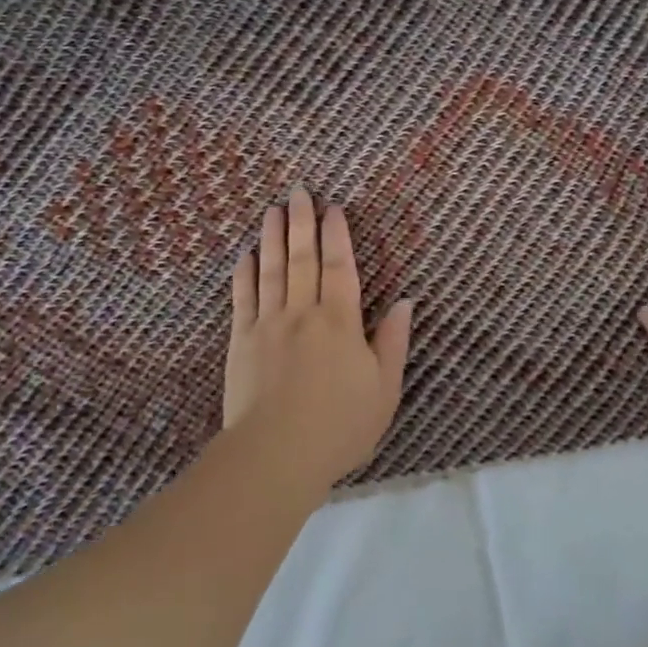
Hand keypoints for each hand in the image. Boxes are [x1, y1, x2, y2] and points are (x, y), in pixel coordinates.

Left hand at [222, 188, 415, 485]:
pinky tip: (246, 255)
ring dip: (272, 238)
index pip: (340, 266)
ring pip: (271, 270)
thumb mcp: (384, 388)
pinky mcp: (240, 342)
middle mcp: (302, 313)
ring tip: (272, 210)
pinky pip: (242, 299)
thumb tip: (407, 301)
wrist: (276, 455)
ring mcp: (267, 325)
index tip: (334, 208)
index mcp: (340, 321)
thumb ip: (393, 341)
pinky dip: (245, 274)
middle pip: (302, 258)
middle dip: (301, 222)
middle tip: (298, 191)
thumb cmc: (340, 425)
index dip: (337, 234)